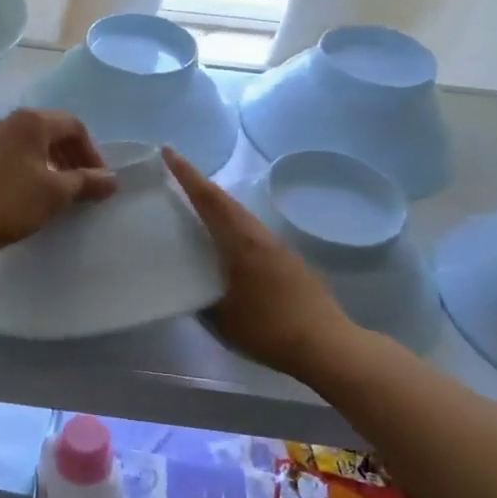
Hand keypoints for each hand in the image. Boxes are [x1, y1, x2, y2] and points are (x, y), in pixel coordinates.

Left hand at [0, 109, 117, 265]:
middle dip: (75, 157)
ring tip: (67, 193)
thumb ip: (87, 181)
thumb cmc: (11, 202)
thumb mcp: (57, 192)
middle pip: (55, 132)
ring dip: (58, 165)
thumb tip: (112, 179)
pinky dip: (39, 171)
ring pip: (38, 146)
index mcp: (32, 121)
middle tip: (87, 186)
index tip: (100, 181)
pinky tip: (42, 195)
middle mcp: (13, 123)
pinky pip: (22, 157)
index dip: (92, 153)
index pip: (74, 126)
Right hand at [163, 147, 352, 380]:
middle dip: (200, 187)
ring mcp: (280, 250)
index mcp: (243, 243)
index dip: (188, 176)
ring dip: (218, 208)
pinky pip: (253, 236)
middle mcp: (262, 238)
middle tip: (176, 177)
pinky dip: (233, 229)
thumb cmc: (269, 329)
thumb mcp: (222, 318)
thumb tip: (187, 287)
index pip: (210, 200)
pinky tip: (225, 245)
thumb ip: (200, 298)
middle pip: (227, 203)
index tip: (169, 152)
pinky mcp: (290, 264)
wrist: (327, 346)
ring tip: (195, 209)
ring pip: (242, 219)